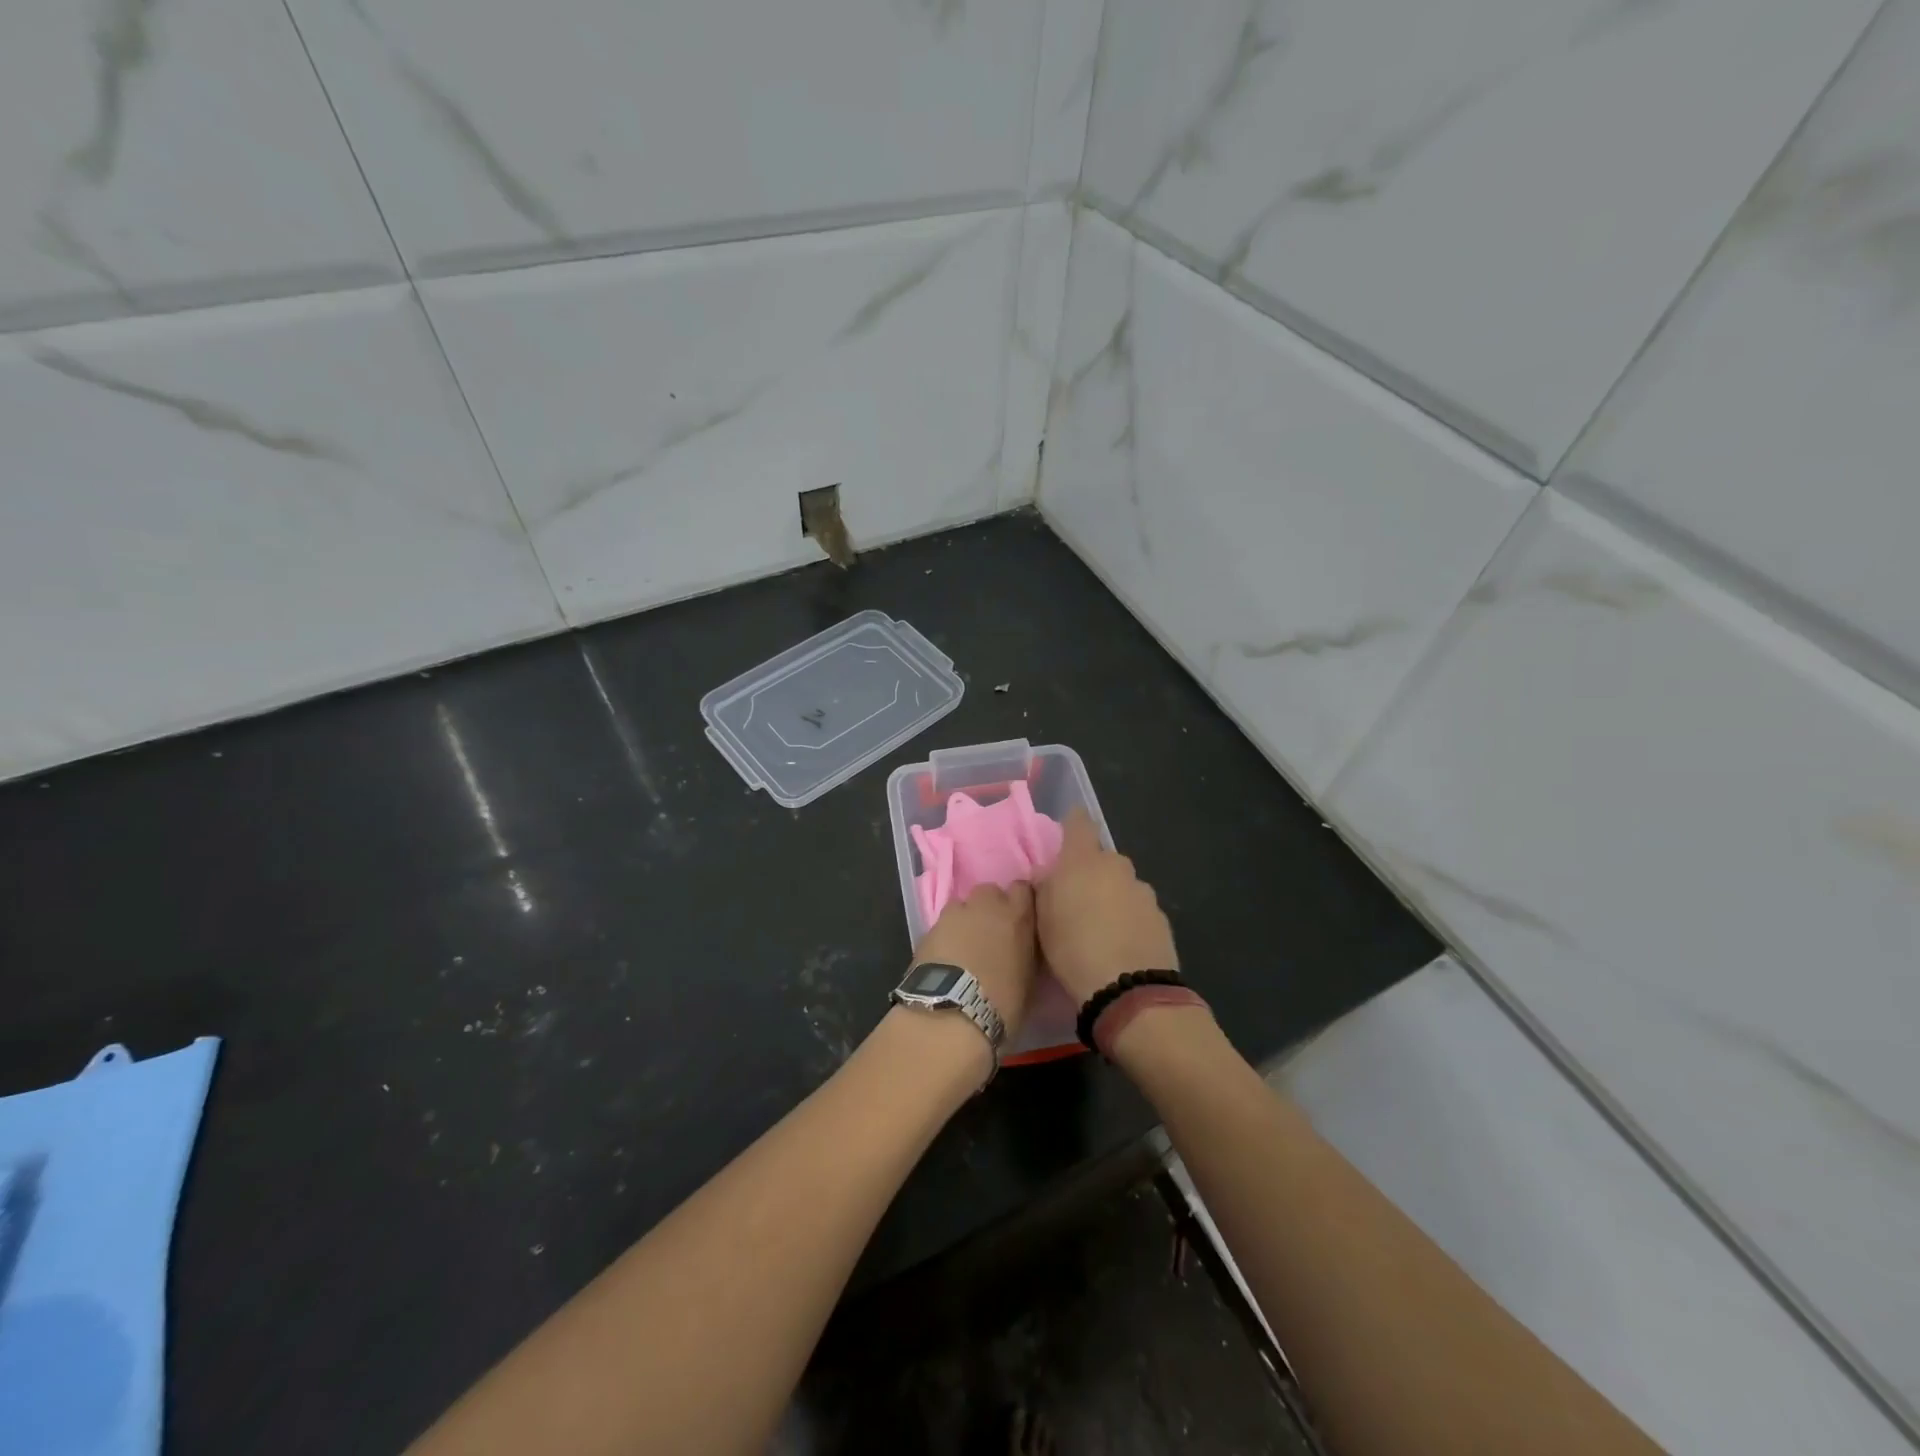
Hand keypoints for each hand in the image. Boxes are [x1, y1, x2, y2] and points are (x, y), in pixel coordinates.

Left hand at [912, 883, 1039, 1037]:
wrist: (952, 1014)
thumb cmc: (1002, 1003)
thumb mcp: (1029, 978)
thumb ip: (1025, 951)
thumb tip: (1020, 949)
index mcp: (1017, 915)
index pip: (1022, 889)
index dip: (1019, 903)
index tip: (1019, 920)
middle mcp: (986, 905)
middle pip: (989, 892)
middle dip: (989, 908)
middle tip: (990, 934)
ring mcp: (954, 914)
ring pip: (962, 906)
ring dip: (965, 921)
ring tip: (964, 947)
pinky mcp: (928, 929)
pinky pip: (942, 926)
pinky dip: (945, 937)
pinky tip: (945, 959)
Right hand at [1036, 810, 1178, 1002]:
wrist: (1127, 988)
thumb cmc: (1072, 947)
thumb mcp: (1041, 919)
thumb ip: (1044, 888)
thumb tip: (1047, 874)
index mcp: (1083, 859)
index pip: (1079, 822)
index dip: (1072, 827)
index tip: (1065, 842)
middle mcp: (1116, 865)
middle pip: (1102, 858)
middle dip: (1091, 873)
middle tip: (1077, 902)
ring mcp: (1142, 890)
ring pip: (1122, 884)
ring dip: (1112, 897)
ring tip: (1101, 930)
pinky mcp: (1160, 916)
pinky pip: (1138, 909)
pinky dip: (1129, 919)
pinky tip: (1121, 946)